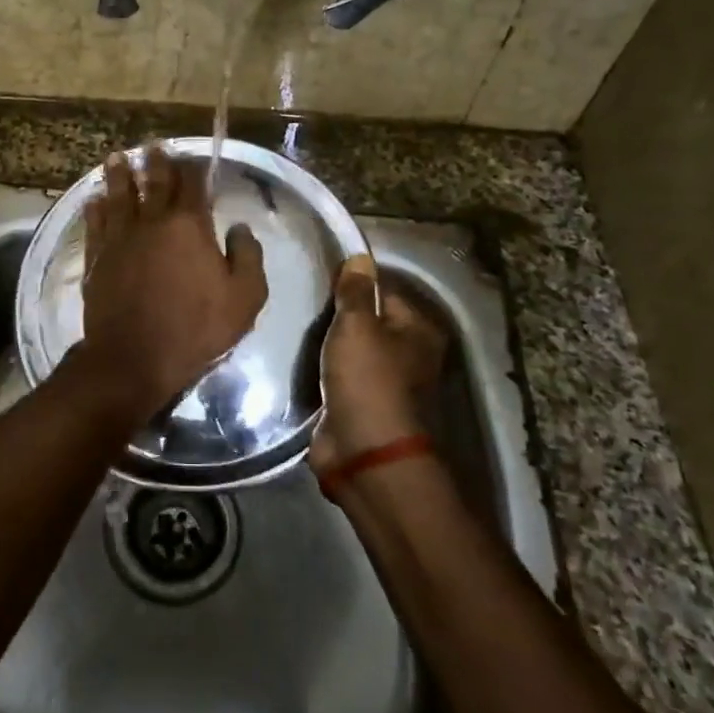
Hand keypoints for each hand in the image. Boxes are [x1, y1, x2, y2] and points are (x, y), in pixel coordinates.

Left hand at [80, 147, 267, 418]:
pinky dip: (95, 208)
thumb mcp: (244, 298)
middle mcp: (152, 222)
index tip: (192, 157)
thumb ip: (248, 257)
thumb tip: (238, 227)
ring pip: (119, 196)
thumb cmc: (196, 328)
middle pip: (153, 183)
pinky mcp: (97, 258)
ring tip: (116, 157)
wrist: (134, 358)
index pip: (193, 186)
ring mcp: (120, 238)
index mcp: (189, 226)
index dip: (194, 168)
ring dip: (119, 175)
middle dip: (155, 162)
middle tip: (153, 145)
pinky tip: (94, 199)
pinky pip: (95, 224)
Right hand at [309, 255, 446, 476]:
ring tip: (295, 326)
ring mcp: (383, 382)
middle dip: (336, 315)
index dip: (353, 283)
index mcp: (418, 330)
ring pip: (349, 349)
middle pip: (366, 320)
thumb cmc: (368, 381)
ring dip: (326, 344)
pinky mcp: (359, 404)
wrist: (365, 455)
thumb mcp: (358, 326)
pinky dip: (321, 369)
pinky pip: (336, 375)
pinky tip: (297, 357)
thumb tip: (361, 257)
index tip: (319, 277)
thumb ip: (356, 291)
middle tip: (302, 301)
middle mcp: (407, 354)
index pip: (383, 290)